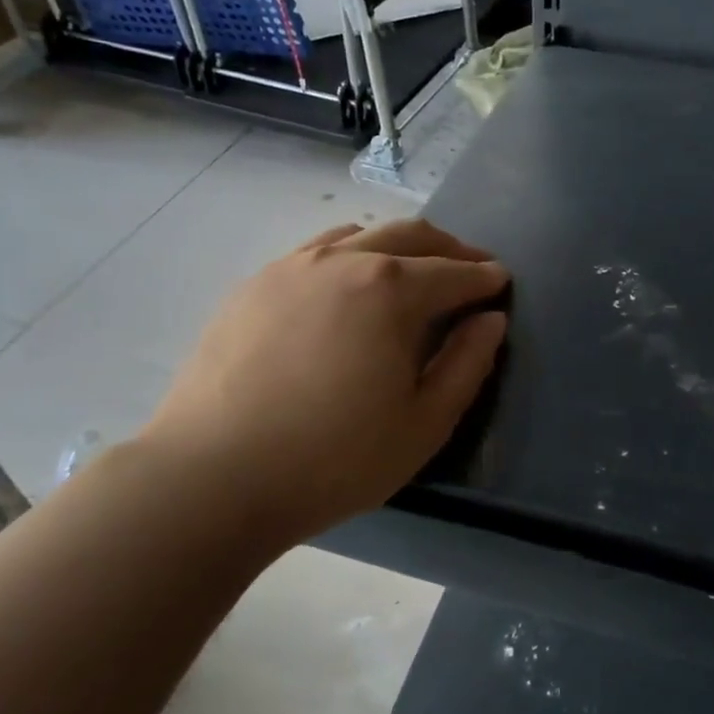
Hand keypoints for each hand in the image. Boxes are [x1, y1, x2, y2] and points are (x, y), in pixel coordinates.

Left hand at [136, 220, 508, 542]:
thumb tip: (490, 320)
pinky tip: (345, 290)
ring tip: (410, 272)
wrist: (211, 478)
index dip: (484, 277)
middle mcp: (343, 261)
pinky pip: (314, 252)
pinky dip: (349, 257)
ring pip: (359, 235)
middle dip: (449, 248)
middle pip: (410, 234)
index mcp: (391, 289)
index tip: (501, 282)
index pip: (453, 272)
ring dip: (397, 246)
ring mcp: (291, 267)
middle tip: (469, 267)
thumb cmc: (334, 459)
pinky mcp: (252, 286)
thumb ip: (467, 364)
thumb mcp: (424, 423)